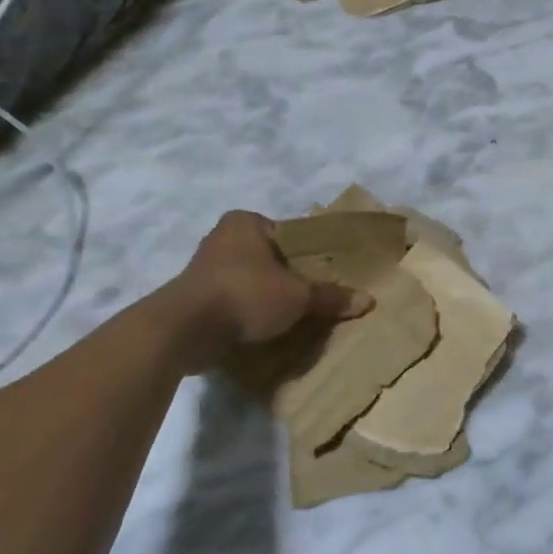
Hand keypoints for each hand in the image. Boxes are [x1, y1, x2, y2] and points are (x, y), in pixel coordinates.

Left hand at [148, 211, 370, 373]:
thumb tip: (368, 301)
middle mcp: (221, 238)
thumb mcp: (297, 296)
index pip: (287, 234)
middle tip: (308, 299)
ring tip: (288, 318)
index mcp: (246, 222)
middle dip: (284, 278)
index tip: (320, 277)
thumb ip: (330, 297)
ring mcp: (203, 269)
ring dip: (263, 298)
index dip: (306, 255)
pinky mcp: (192, 298)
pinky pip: (229, 302)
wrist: (183, 330)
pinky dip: (244, 314)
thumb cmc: (245, 294)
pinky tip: (261, 330)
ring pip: (247, 281)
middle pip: (267, 258)